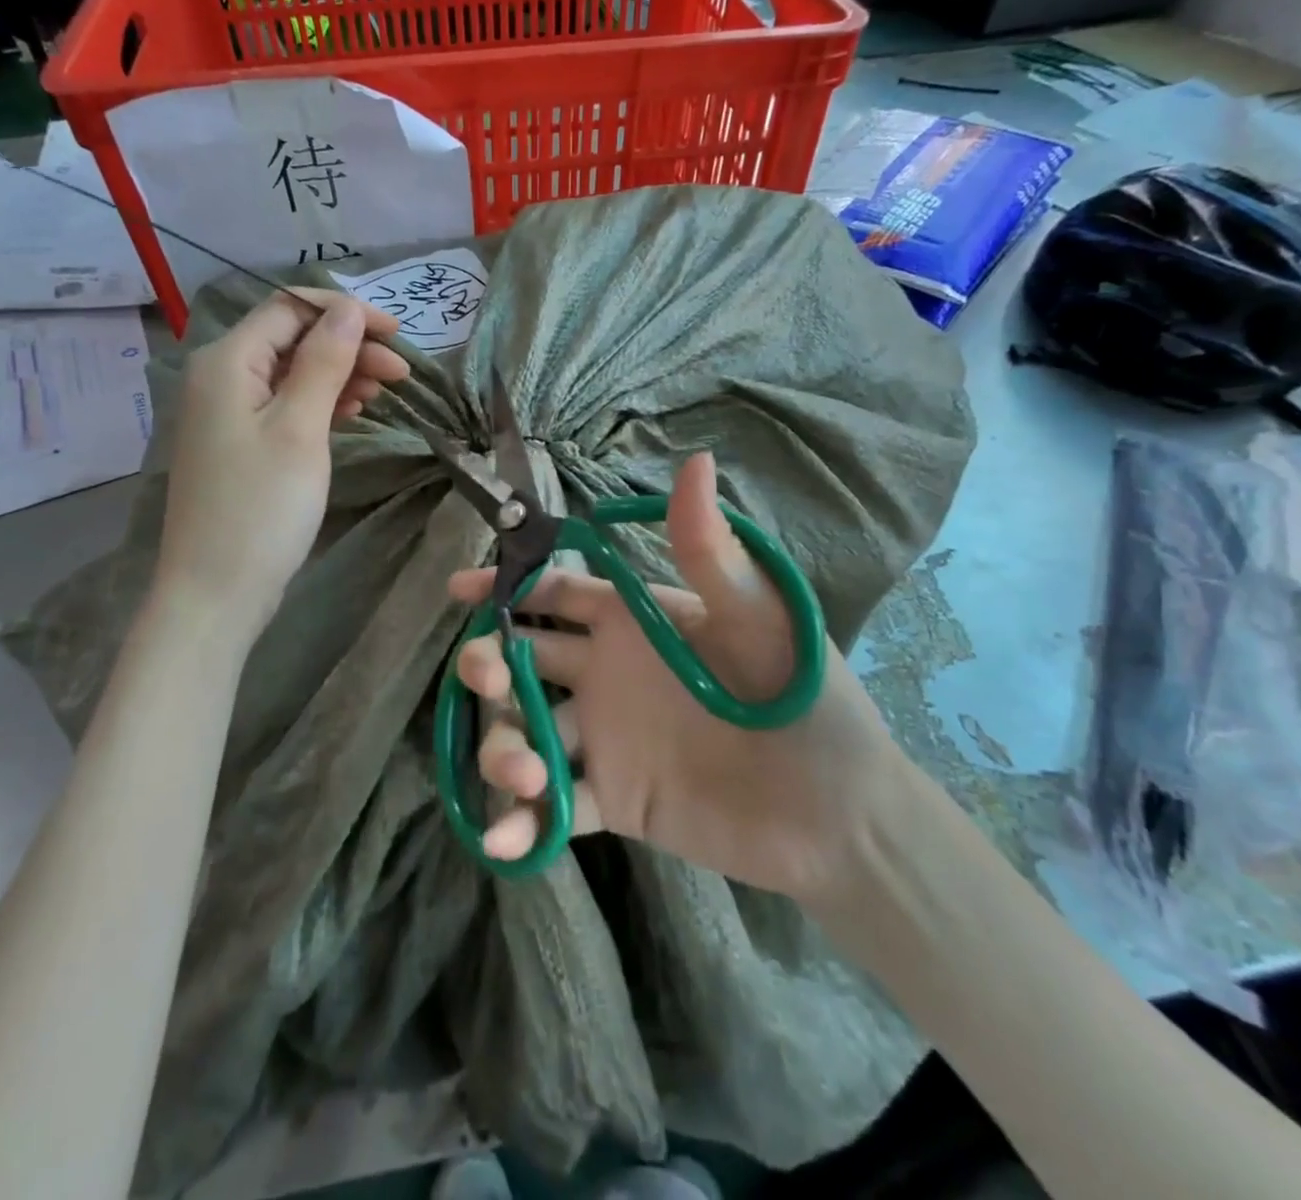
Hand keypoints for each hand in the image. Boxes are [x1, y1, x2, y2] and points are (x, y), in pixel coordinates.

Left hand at [159, 290, 409, 632]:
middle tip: (401, 374)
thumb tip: (347, 309)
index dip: (345, 313)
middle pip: (293, 338)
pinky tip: (353, 412)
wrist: (217, 590)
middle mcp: (221, 376)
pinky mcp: (241, 442)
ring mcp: (229, 412)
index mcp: (228, 361)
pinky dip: (321, 402)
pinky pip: (286, 403)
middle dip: (349, 346)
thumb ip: (324, 362)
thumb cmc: (261, 507)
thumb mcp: (300, 428)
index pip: (290, 308)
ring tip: (384, 393)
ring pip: (292, 372)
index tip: (397, 335)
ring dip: (340, 374)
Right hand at [447, 452, 912, 910]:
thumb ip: (711, 550)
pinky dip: (525, 823)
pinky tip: (506, 839)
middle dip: (489, 664)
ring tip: (524, 774)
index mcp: (632, 622)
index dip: (505, 586)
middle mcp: (606, 674)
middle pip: (523, 660)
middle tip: (483, 675)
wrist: (840, 811)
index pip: (555, 593)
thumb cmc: (804, 696)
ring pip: (528, 732)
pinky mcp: (614, 800)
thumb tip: (696, 460)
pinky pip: (556, 807)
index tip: (460, 588)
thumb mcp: (759, 617)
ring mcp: (605, 739)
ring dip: (505, 749)